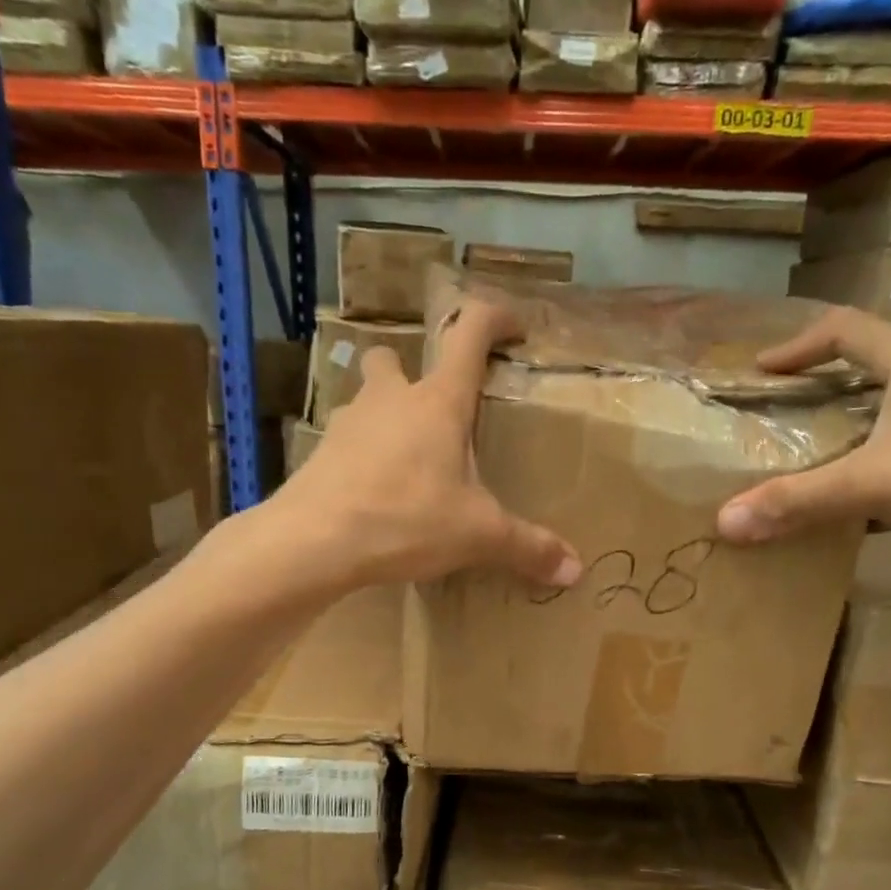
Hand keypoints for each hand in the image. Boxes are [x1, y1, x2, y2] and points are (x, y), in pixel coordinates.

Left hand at [276, 298, 581, 589]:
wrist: (313, 542)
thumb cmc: (405, 519)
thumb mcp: (477, 535)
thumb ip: (527, 548)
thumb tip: (577, 571)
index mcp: (438, 402)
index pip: (469, 333)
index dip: (495, 318)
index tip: (514, 326)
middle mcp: (391, 399)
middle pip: (394, 357)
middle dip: (414, 370)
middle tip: (436, 409)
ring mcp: (349, 423)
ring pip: (367, 398)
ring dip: (387, 414)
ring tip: (409, 460)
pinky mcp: (321, 454)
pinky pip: (348, 441)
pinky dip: (364, 455)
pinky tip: (377, 493)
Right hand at [714, 307, 890, 548]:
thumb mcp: (876, 486)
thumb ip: (799, 501)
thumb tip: (725, 521)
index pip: (845, 328)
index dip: (798, 345)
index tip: (765, 369)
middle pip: (885, 356)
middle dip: (839, 380)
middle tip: (805, 409)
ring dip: (881, 409)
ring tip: (855, 445)